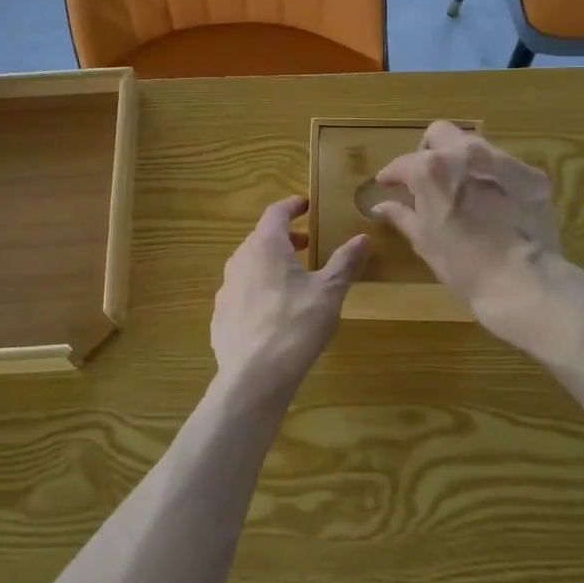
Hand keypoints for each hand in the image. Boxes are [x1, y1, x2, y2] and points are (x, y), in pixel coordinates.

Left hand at [211, 197, 368, 396]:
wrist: (254, 376)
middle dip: (285, 238)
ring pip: (249, 266)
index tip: (306, 205)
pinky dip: (258, 291)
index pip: (276, 212)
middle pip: (261, 238)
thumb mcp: (329, 292)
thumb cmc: (296, 324)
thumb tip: (363, 238)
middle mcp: (240, 260)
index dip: (292, 206)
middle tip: (307, 245)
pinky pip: (241, 293)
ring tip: (293, 279)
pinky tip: (274, 313)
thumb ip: (345, 262)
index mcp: (265, 245)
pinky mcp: (220, 317)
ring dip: (271, 265)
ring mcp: (226, 289)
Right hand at [371, 122, 562, 327]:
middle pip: (440, 133)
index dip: (392, 175)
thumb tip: (381, 206)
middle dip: (429, 150)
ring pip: (475, 145)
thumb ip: (402, 215)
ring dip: (463, 161)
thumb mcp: (425, 241)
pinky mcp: (531, 175)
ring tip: (464, 189)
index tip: (388, 185)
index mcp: (431, 169)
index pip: (403, 163)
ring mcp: (502, 161)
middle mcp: (465, 153)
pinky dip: (495, 179)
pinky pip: (506, 167)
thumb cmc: (463, 265)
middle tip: (428, 178)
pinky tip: (497, 203)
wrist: (523, 283)